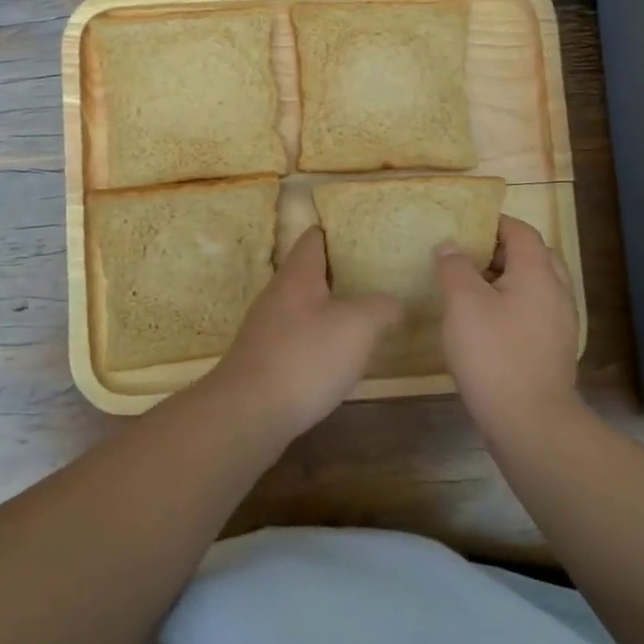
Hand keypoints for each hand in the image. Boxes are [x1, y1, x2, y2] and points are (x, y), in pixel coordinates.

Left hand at [204, 227, 402, 438]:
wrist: (249, 411)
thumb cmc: (305, 356)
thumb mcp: (358, 326)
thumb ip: (381, 307)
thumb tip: (393, 304)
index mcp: (297, 274)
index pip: (314, 238)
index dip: (337, 232)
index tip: (364, 235)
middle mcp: (277, 294)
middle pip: (309, 272)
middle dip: (340, 273)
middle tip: (376, 278)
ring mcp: (267, 327)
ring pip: (304, 306)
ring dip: (330, 308)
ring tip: (365, 316)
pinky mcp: (264, 359)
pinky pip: (297, 337)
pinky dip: (319, 339)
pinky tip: (338, 357)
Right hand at [437, 216, 581, 438]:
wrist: (530, 422)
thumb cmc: (493, 353)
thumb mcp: (462, 303)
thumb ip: (455, 267)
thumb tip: (451, 245)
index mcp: (537, 273)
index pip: (521, 231)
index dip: (493, 223)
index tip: (463, 226)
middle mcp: (556, 292)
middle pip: (533, 256)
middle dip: (500, 250)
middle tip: (466, 256)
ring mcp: (559, 323)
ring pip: (535, 285)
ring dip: (505, 279)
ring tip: (470, 289)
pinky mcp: (553, 349)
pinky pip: (534, 311)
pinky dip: (512, 304)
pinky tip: (485, 323)